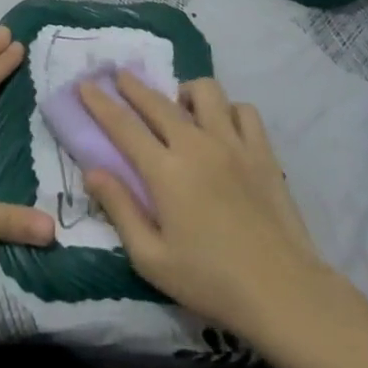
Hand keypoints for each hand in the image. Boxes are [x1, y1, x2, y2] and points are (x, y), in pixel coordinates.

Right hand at [79, 72, 335, 335]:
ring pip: (206, 92)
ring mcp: (233, 144)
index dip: (100, 103)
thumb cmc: (210, 280)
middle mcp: (196, 145)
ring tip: (178, 106)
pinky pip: (243, 110)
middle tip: (119, 76)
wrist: (282, 291)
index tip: (84, 84)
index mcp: (165, 171)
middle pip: (158, 101)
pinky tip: (221, 125)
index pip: (123, 125)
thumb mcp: (151, 258)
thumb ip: (120, 209)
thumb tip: (93, 171)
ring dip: (184, 91)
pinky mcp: (263, 152)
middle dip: (133, 85)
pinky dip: (227, 109)